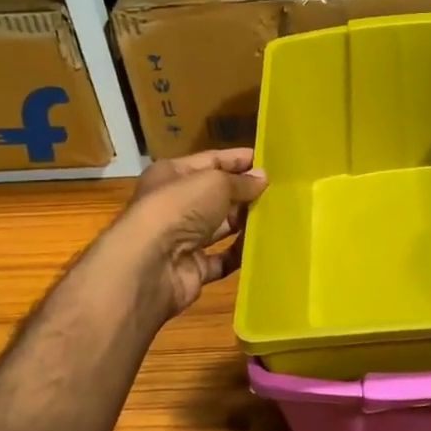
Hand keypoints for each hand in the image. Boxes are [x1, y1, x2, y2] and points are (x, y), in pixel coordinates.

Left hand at [111, 149, 267, 318]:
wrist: (149, 266)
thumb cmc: (178, 209)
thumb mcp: (214, 183)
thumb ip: (241, 181)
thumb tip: (263, 178)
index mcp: (172, 175)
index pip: (211, 161)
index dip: (239, 161)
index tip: (271, 163)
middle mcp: (175, 205)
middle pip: (217, 196)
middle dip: (246, 193)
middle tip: (281, 193)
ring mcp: (183, 239)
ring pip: (221, 228)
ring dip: (246, 223)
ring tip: (279, 218)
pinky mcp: (192, 269)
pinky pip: (222, 259)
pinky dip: (240, 255)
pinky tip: (264, 248)